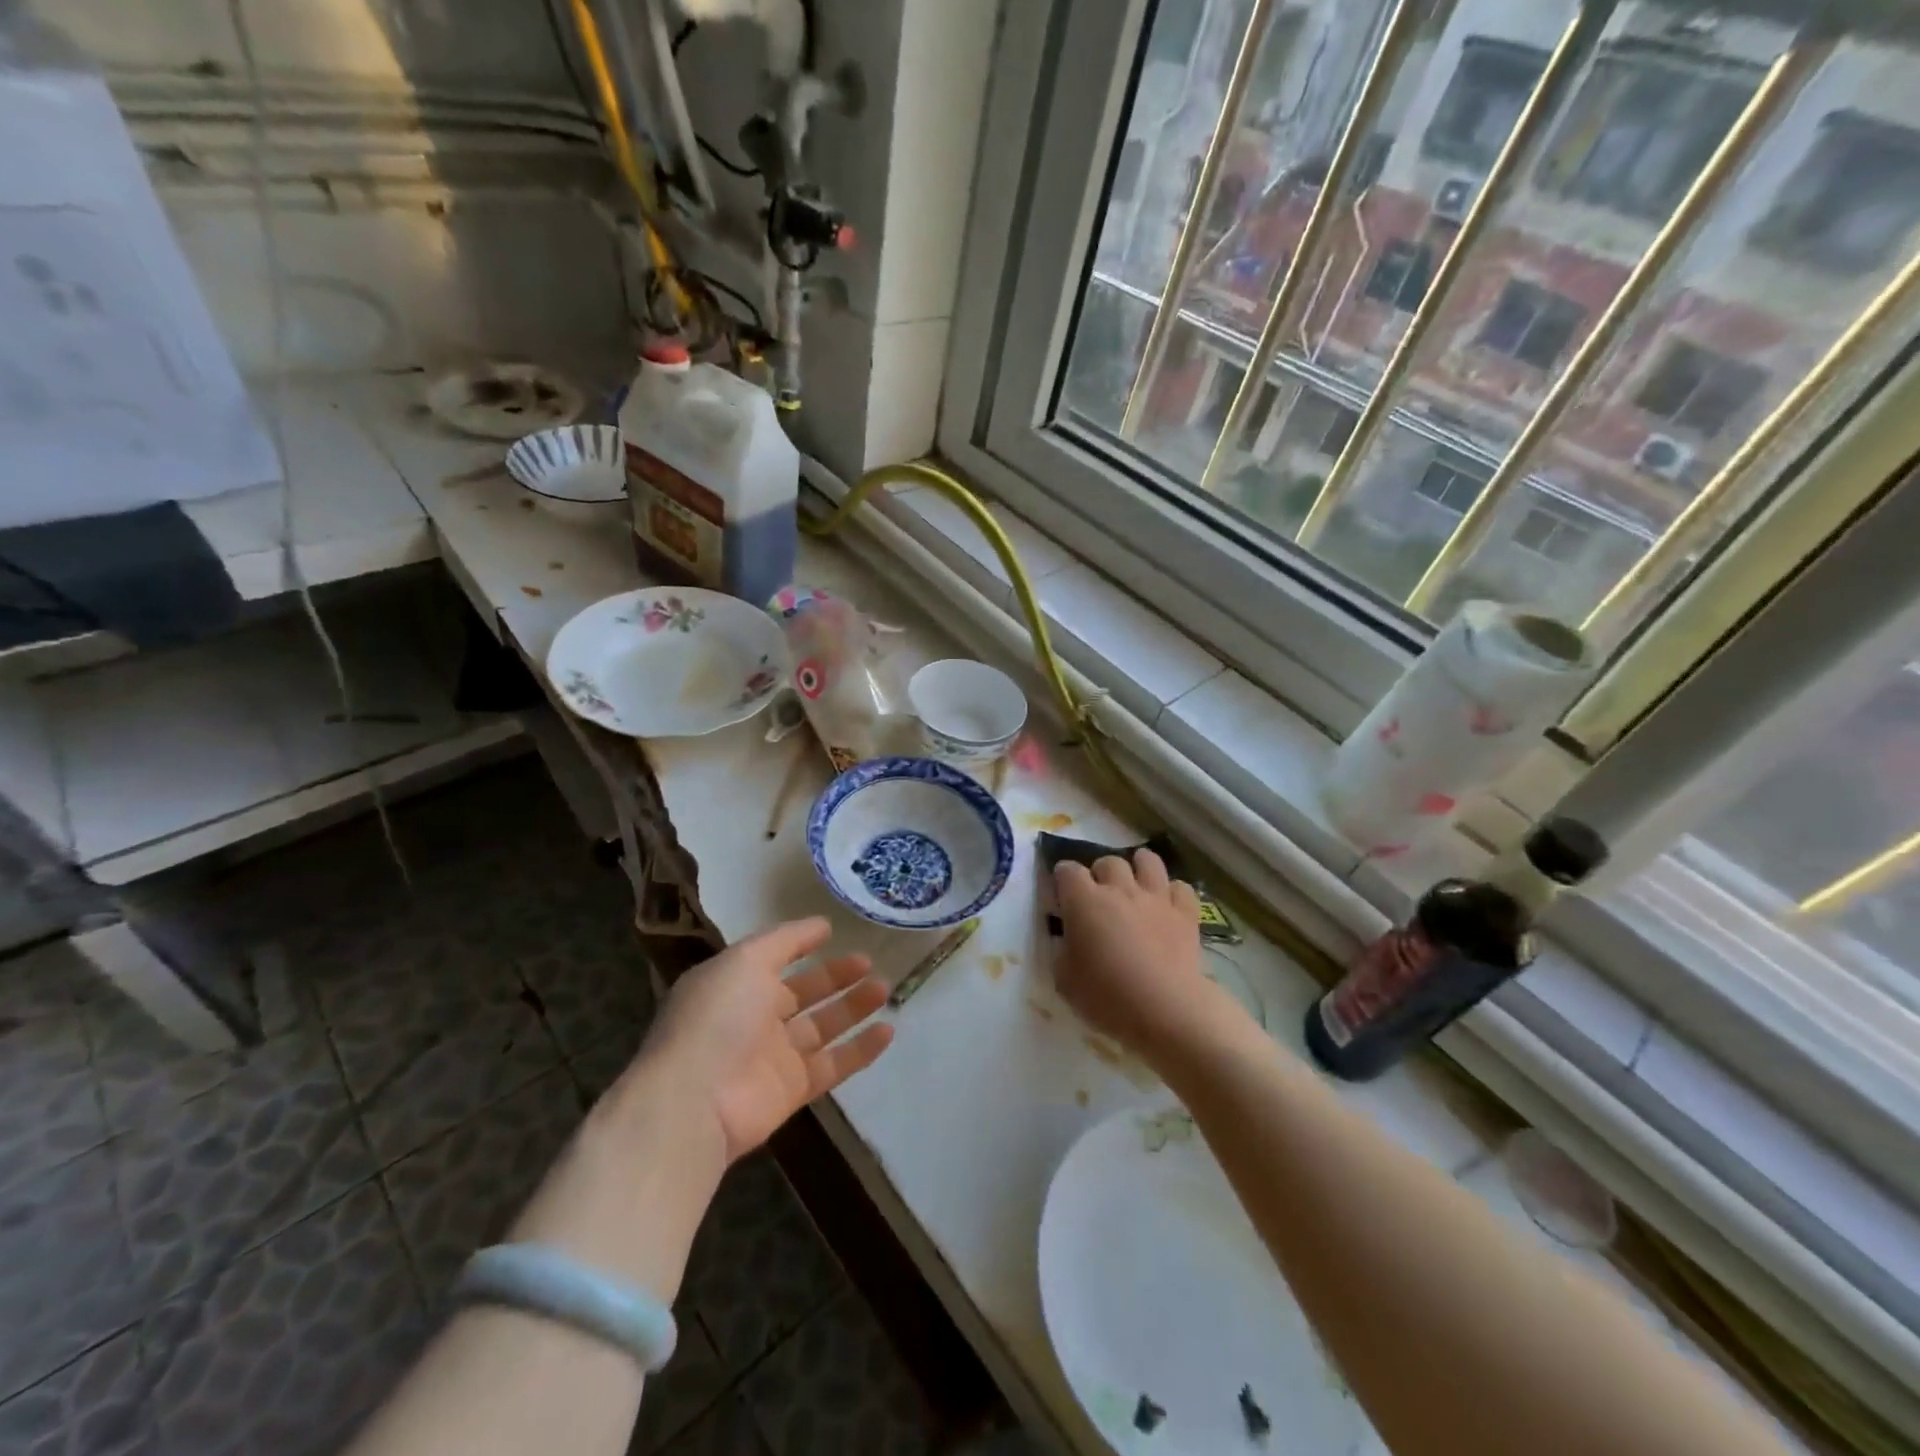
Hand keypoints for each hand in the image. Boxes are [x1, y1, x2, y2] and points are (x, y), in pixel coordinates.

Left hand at [629, 917, 893, 1165]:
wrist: (696, 1101)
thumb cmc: (718, 1017)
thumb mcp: (746, 959)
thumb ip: (784, 940)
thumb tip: (820, 925)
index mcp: (735, 984)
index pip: (774, 958)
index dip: (801, 944)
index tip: (832, 931)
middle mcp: (754, 1017)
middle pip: (803, 992)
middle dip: (835, 976)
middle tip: (869, 961)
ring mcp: (774, 1055)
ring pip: (822, 1026)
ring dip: (853, 1007)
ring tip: (885, 988)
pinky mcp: (793, 1089)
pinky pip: (834, 1064)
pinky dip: (861, 1049)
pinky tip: (888, 1031)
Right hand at [1053, 850, 1240, 1069]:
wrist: (1166, 1009)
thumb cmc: (1107, 996)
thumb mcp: (1064, 979)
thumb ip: (1062, 950)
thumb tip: (1068, 940)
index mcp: (1084, 901)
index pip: (1067, 870)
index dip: (1062, 878)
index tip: (1062, 896)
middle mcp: (1120, 889)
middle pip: (1108, 862)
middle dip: (1100, 873)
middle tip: (1099, 896)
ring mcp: (1156, 898)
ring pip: (1148, 860)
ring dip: (1138, 867)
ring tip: (1135, 883)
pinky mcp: (1186, 913)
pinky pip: (1181, 887)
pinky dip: (1173, 892)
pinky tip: (1168, 906)